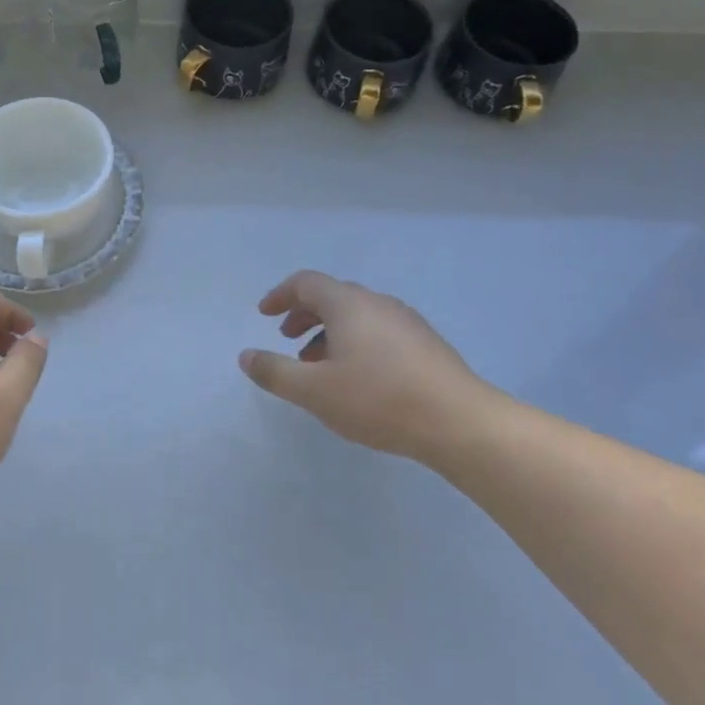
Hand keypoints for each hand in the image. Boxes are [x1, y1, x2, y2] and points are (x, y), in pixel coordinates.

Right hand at [239, 270, 506, 462]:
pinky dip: (355, 342)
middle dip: (303, 314)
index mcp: (348, 304)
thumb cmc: (378, 400)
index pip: (306, 282)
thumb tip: (246, 356)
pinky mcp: (425, 344)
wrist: (459, 422)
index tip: (264, 315)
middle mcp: (377, 303)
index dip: (280, 295)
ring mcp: (406, 321)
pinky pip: (378, 331)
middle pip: (332, 296)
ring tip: (318, 366)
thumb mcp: (314, 391)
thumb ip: (275, 371)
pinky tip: (357, 378)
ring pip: (357, 316)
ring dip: (329, 332)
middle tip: (287, 339)